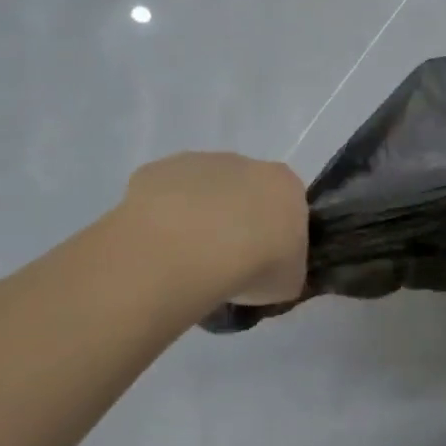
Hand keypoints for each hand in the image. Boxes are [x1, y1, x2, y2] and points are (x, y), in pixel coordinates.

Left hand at [120, 153, 307, 303]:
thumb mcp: (288, 281)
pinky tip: (157, 249)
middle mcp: (246, 164)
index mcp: (285, 185)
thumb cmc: (255, 264)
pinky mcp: (157, 172)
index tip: (260, 263)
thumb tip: (272, 273)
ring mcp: (199, 164)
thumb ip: (285, 269)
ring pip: (201, 192)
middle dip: (234, 222)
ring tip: (185, 261)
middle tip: (222, 264)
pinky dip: (161, 219)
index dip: (273, 235)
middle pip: (243, 192)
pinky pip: (162, 197)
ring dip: (196, 218)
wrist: (190, 250)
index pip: (285, 206)